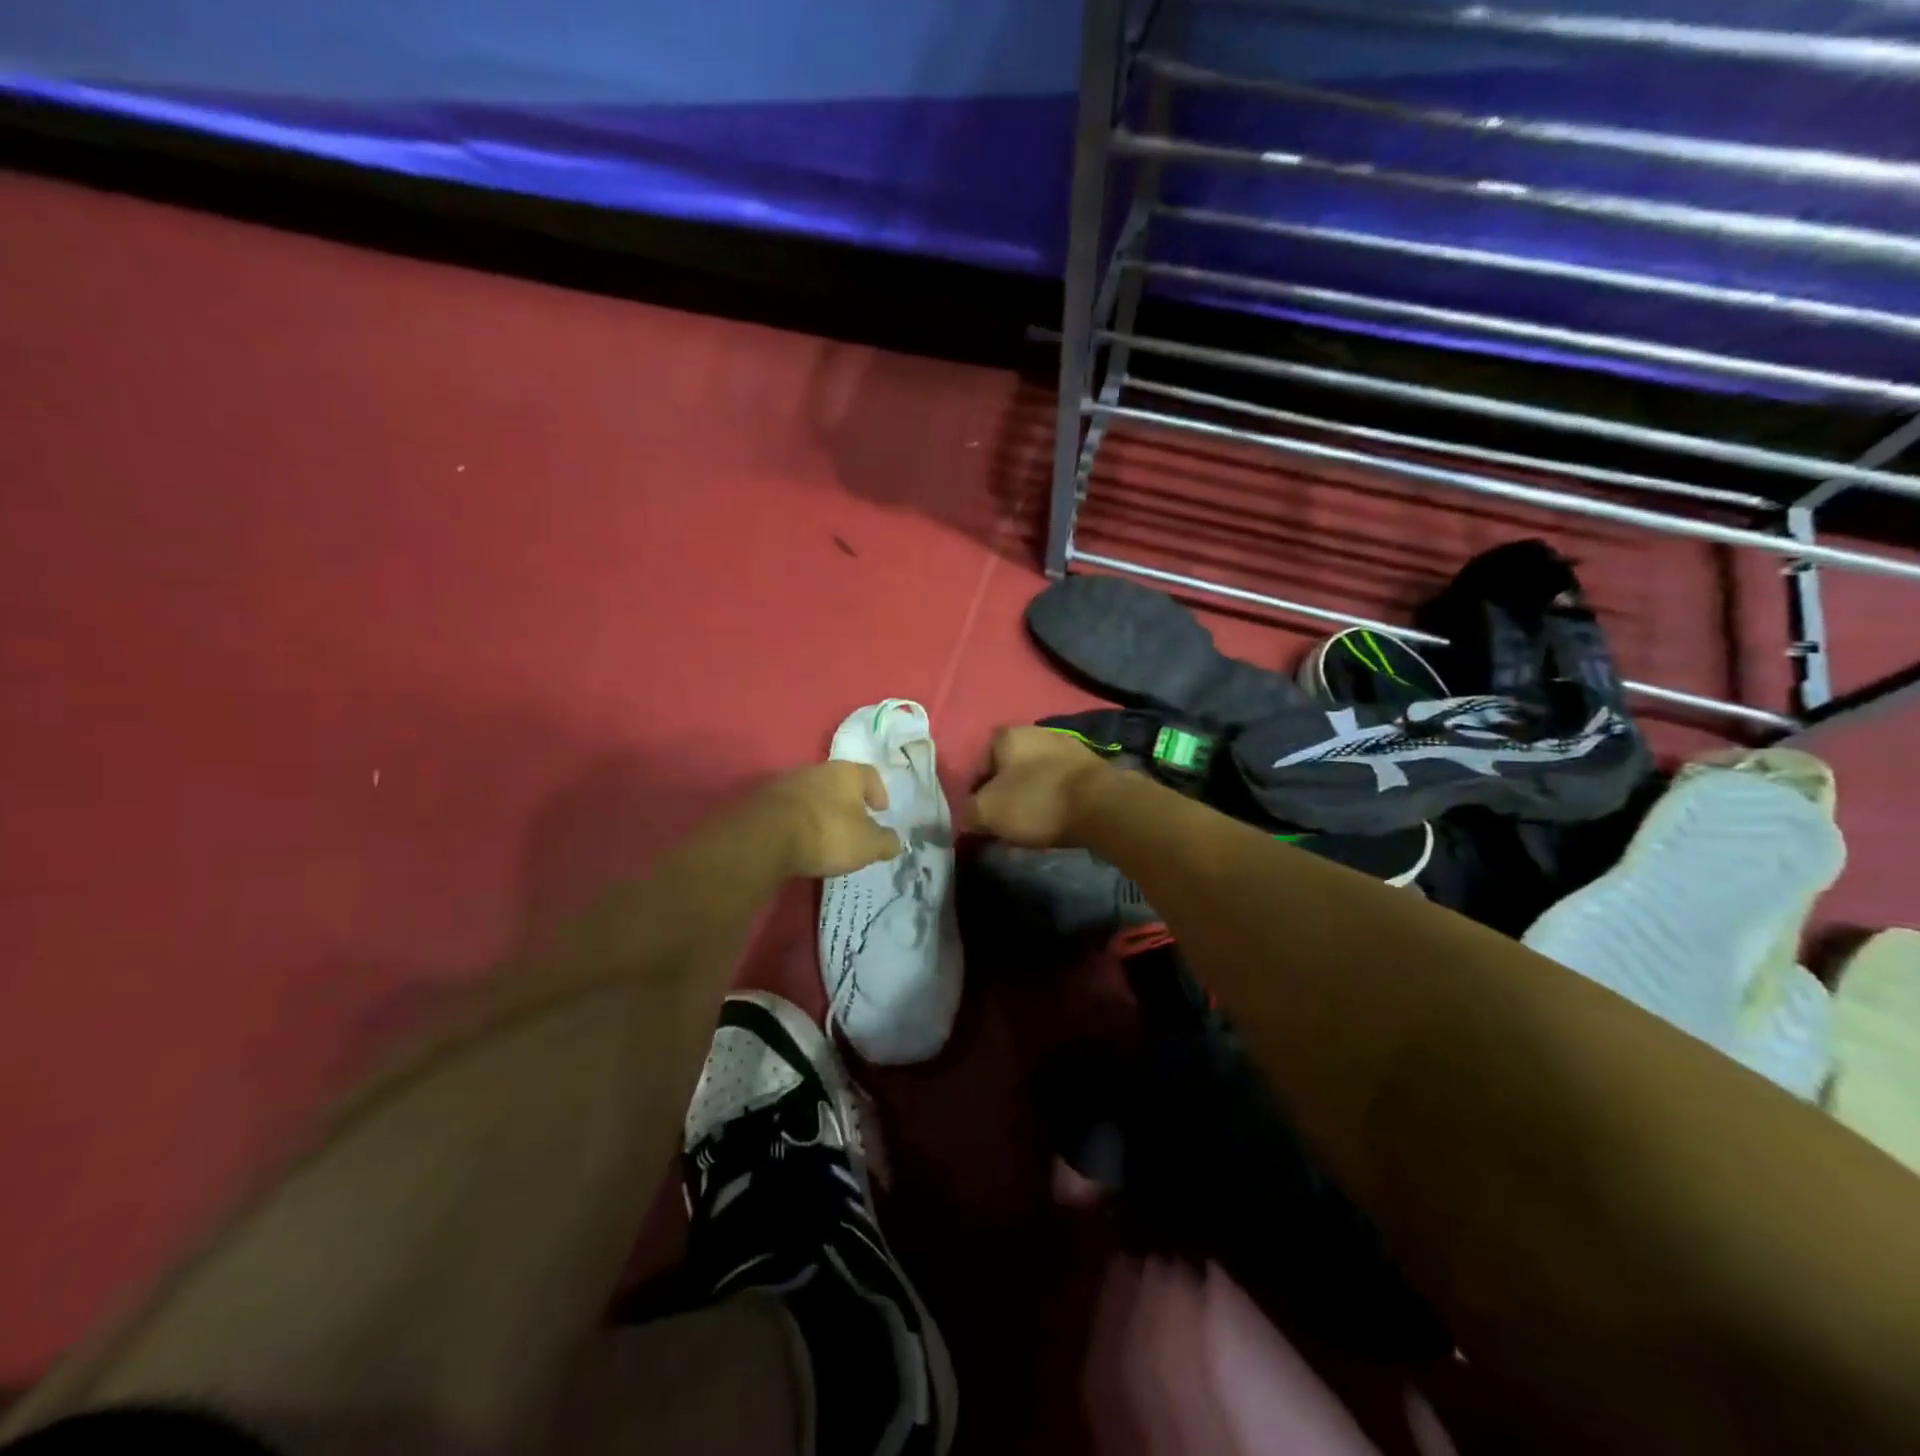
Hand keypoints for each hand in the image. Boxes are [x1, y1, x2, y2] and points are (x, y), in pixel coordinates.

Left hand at [760, 761, 902, 878]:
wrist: (766, 837)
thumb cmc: (828, 833)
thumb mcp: (868, 844)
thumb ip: (886, 842)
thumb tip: (895, 842)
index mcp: (847, 772)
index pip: (870, 775)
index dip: (879, 792)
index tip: (881, 810)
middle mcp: (817, 769)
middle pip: (839, 782)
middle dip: (848, 802)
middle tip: (855, 824)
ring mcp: (787, 783)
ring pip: (813, 794)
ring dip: (821, 810)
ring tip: (826, 835)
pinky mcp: (764, 800)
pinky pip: (791, 808)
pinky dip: (799, 821)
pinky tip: (801, 840)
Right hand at [969, 725, 1115, 847]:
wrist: (1102, 805)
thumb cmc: (1035, 801)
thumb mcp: (987, 812)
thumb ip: (968, 812)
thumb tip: (968, 816)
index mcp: (1007, 735)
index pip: (978, 765)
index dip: (975, 794)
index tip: (980, 818)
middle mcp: (1036, 732)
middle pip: (1009, 771)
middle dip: (1004, 798)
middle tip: (1003, 827)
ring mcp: (1067, 747)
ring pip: (1035, 780)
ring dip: (1028, 803)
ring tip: (1029, 832)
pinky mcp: (1090, 766)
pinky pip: (1060, 787)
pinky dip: (1053, 804)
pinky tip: (1053, 826)